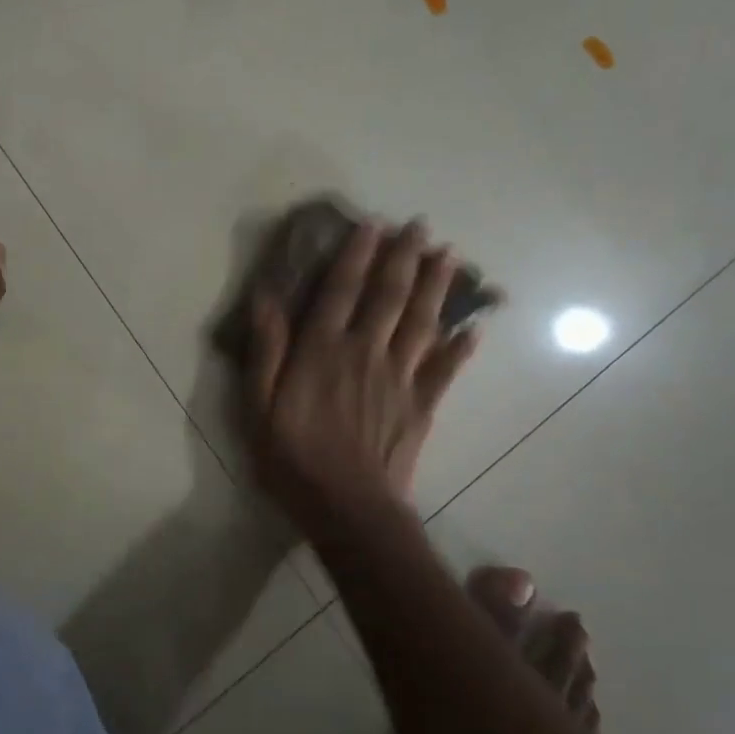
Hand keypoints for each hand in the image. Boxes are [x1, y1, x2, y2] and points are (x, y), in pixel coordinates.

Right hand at [243, 219, 477, 532]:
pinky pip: (446, 368)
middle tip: (420, 225)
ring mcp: (399, 377)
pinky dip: (462, 346)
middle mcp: (365, 352)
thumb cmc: (292, 458)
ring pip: (422, 321)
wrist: (347, 509)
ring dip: (437, 286)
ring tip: (450, 255)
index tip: (372, 224)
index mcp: (322, 350)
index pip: (341, 290)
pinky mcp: (422, 405)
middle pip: (389, 296)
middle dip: (404, 257)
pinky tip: (476, 327)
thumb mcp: (258, 406)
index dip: (357, 254)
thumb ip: (265, 350)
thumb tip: (266, 298)